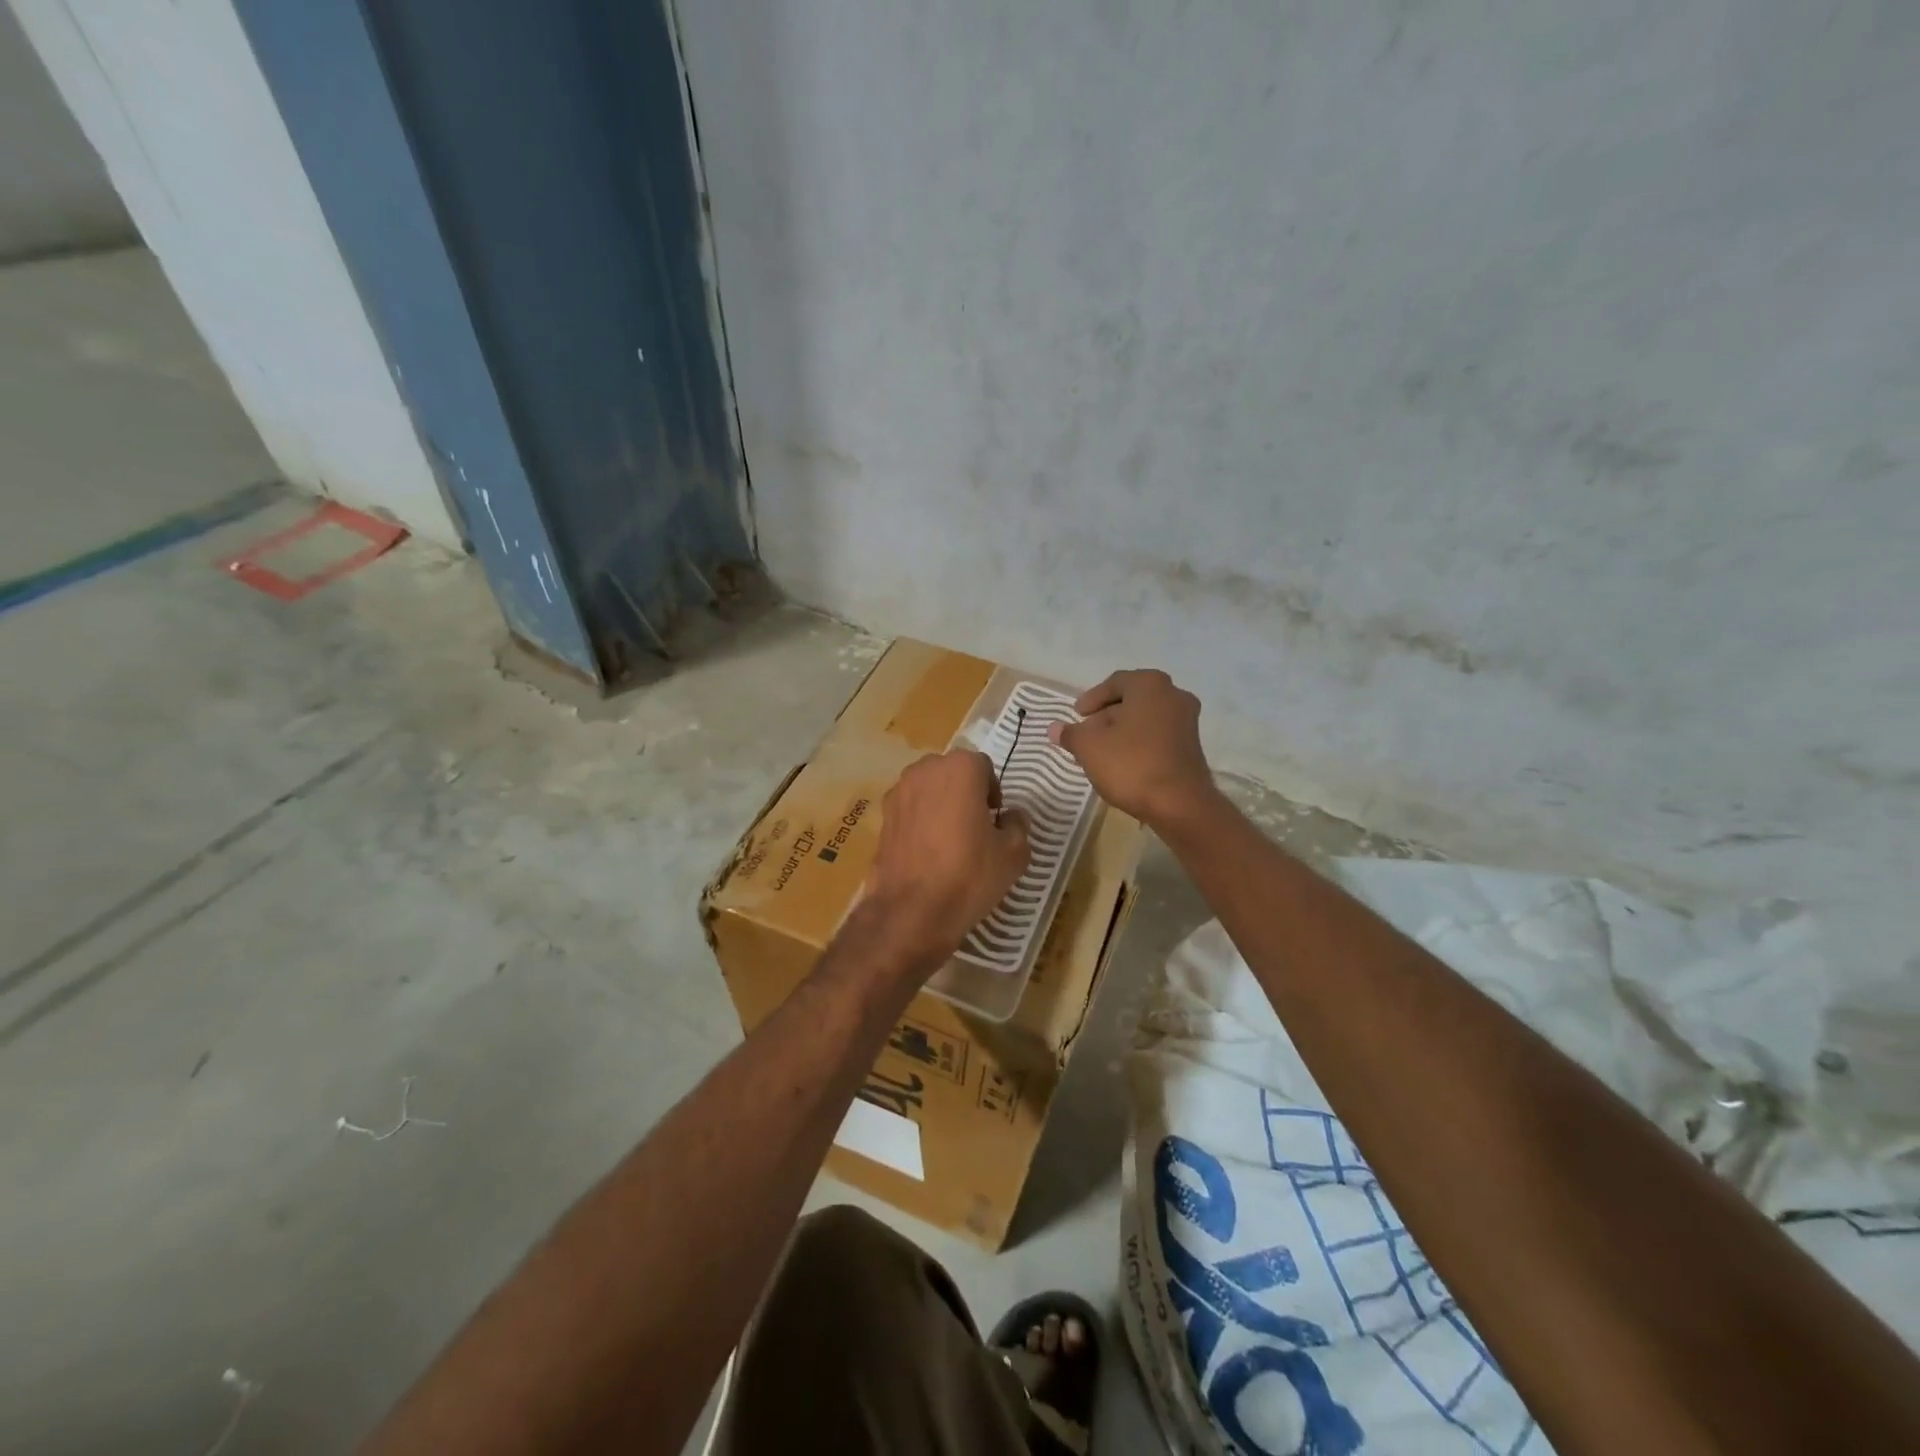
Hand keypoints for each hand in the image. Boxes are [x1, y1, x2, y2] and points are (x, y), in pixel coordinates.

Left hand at [863, 749, 1030, 971]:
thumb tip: (1011, 816)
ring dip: (941, 804)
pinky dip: (920, 821)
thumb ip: (1018, 825)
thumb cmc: (969, 874)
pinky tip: (927, 852)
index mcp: (960, 768)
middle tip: (976, 827)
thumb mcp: (1014, 853)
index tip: (995, 820)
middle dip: (965, 792)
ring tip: (950, 840)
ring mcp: (898, 791)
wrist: (912, 911)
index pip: (983, 767)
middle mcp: (925, 770)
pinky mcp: (882, 816)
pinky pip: (910, 809)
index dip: (992, 792)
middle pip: (952, 773)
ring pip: (928, 789)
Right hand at [1049, 669, 1217, 828]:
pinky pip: (1158, 736)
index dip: (1091, 699)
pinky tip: (1121, 764)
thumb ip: (1070, 734)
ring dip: (1121, 732)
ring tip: (1099, 753)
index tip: (1077, 715)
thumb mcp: (1089, 747)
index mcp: (1149, 685)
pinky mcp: (1191, 747)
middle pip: (1131, 700)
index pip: (1114, 683)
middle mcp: (1173, 695)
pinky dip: (1138, 743)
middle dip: (1105, 717)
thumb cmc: (1131, 764)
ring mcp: (1187, 722)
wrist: (1179, 804)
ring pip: (1145, 719)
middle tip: (1085, 735)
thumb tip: (1053, 728)